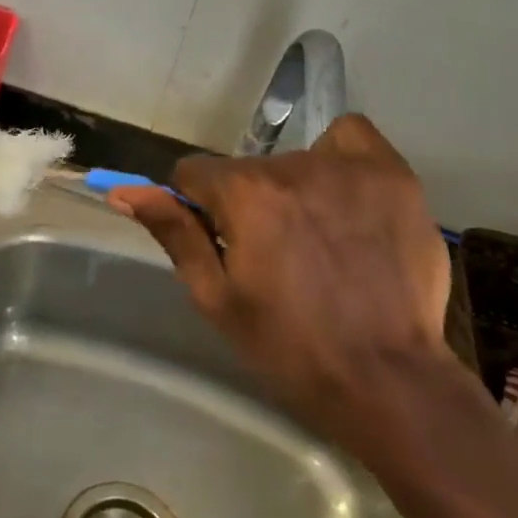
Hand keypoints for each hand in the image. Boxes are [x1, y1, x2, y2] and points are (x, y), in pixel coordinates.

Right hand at [107, 115, 452, 450]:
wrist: (385, 379)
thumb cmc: (288, 345)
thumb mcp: (215, 296)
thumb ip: (173, 232)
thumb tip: (124, 192)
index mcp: (243, 194)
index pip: (192, 174)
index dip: (197, 208)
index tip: (220, 243)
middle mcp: (292, 165)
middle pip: (245, 170)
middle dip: (246, 203)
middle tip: (274, 256)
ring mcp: (348, 166)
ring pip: (293, 161)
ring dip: (292, 190)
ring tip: (320, 240)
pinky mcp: (393, 174)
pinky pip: (352, 138)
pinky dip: (340, 159)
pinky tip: (346, 198)